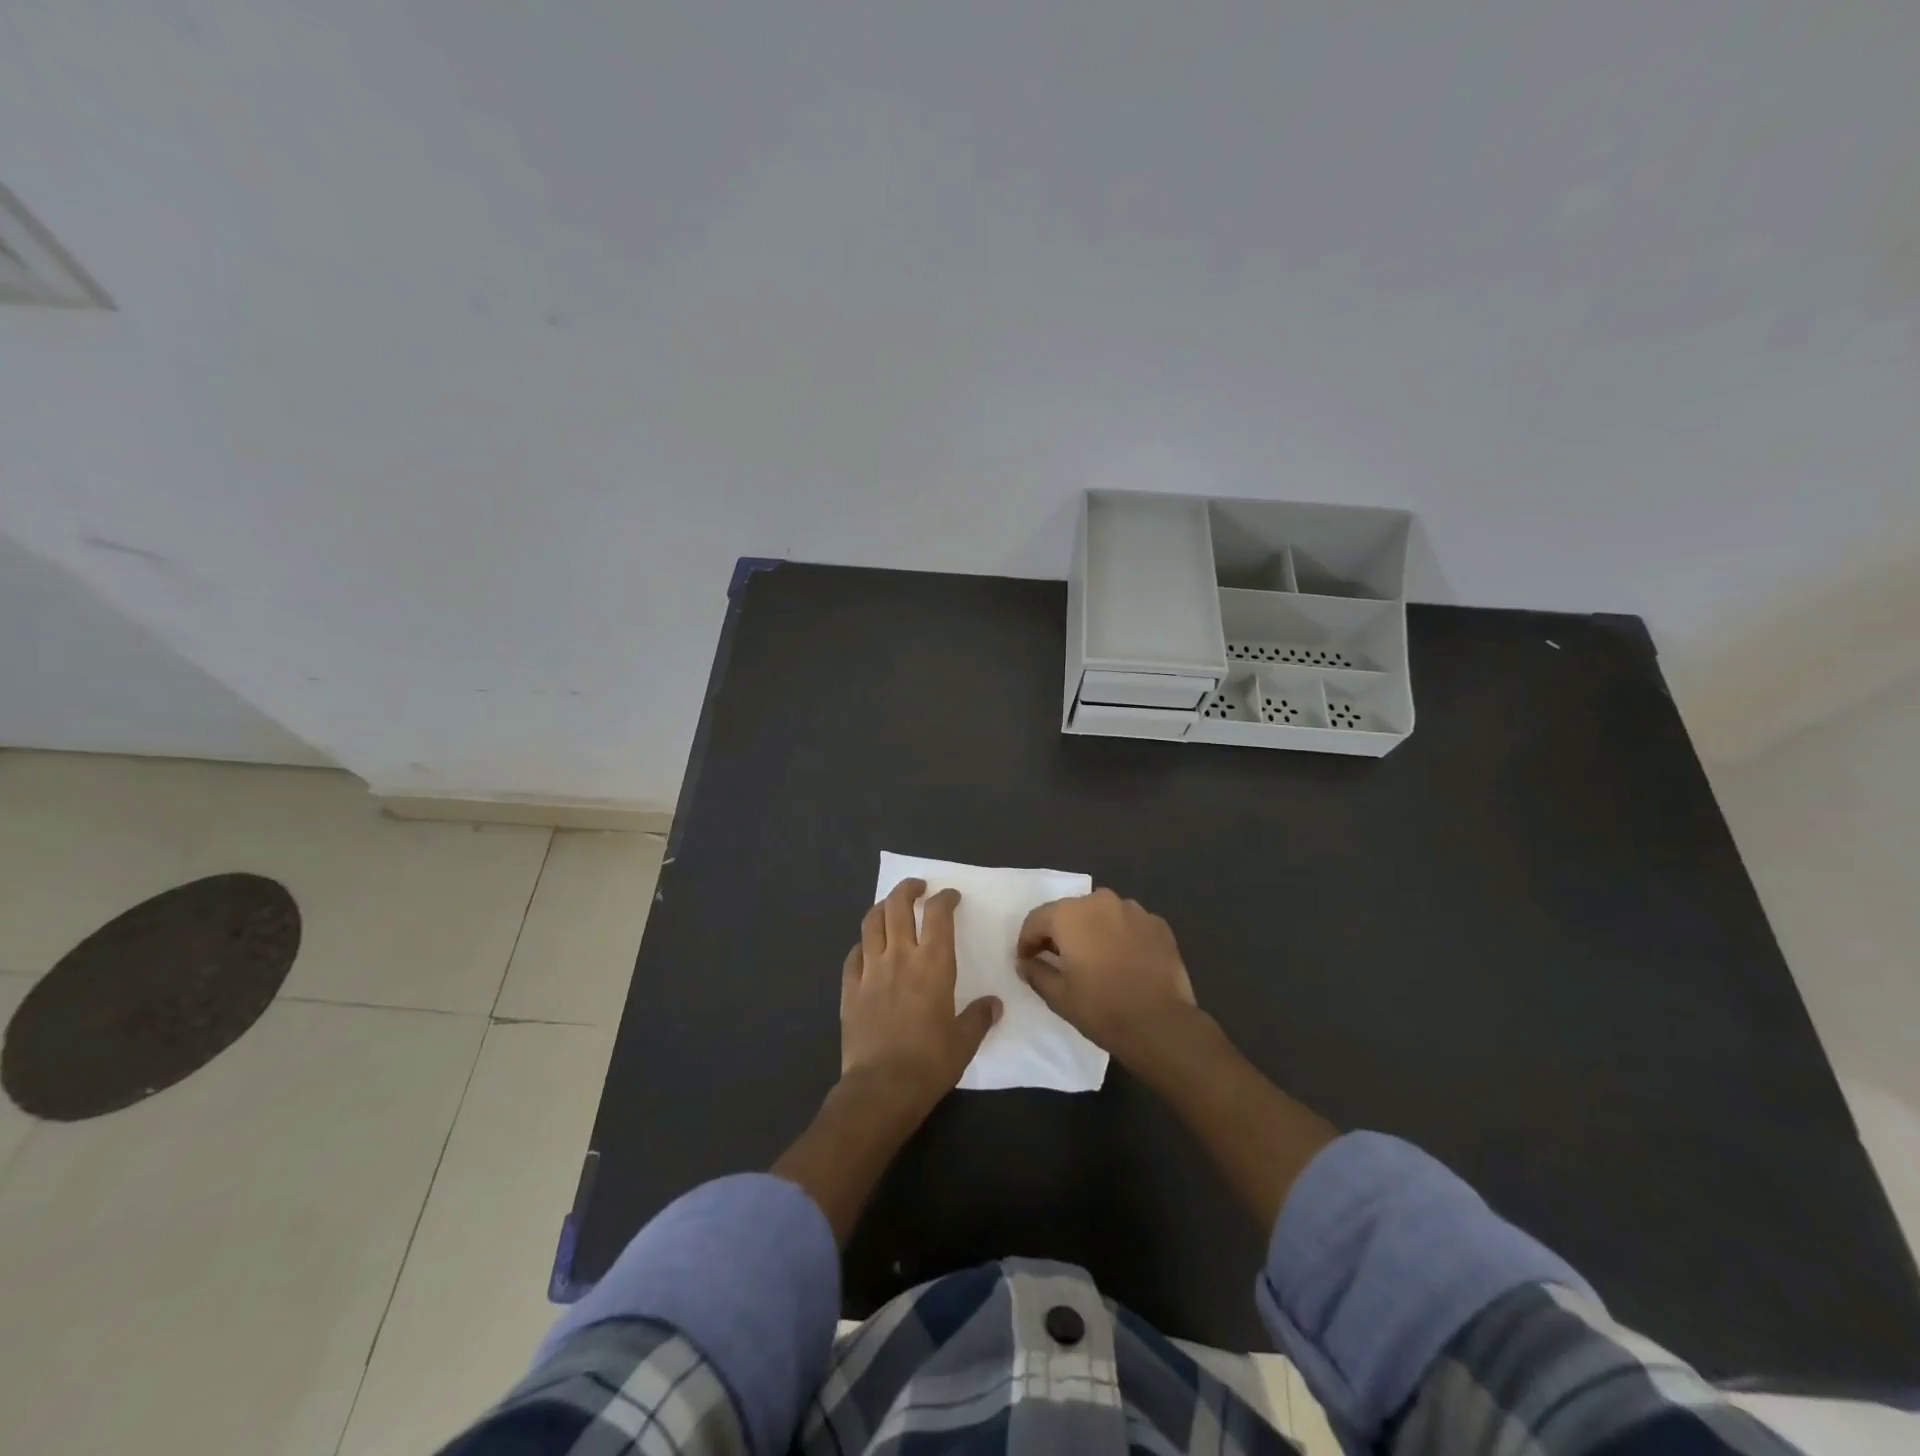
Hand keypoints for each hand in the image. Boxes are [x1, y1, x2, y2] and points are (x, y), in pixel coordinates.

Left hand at [840, 878, 1000, 1116]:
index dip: (944, 899)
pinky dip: (862, 945)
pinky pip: (853, 955)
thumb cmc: (929, 1062)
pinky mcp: (849, 988)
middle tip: (917, 887)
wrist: (881, 1088)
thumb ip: (979, 1017)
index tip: (950, 896)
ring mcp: (870, 970)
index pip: (938, 914)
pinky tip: (867, 949)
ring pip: (870, 923)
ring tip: (889, 907)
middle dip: (908, 889)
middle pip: (897, 906)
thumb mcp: (965, 1042)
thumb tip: (993, 1004)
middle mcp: (899, 956)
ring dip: (882, 907)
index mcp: (933, 964)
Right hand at [1016, 888, 1197, 1066]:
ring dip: (1092, 931)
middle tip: (1058, 960)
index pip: (1037, 919)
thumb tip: (1026, 962)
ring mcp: (1134, 910)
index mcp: (1070, 914)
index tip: (1026, 961)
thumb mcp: (1058, 996)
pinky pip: (1128, 924)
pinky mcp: (1158, 924)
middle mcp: (1101, 901)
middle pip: (1070, 912)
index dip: (1027, 941)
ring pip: (1101, 915)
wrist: (1161, 1025)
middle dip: (1060, 933)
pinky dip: (1120, 936)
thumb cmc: (1102, 1008)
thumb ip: (1036, 972)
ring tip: (1094, 960)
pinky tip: (1123, 961)